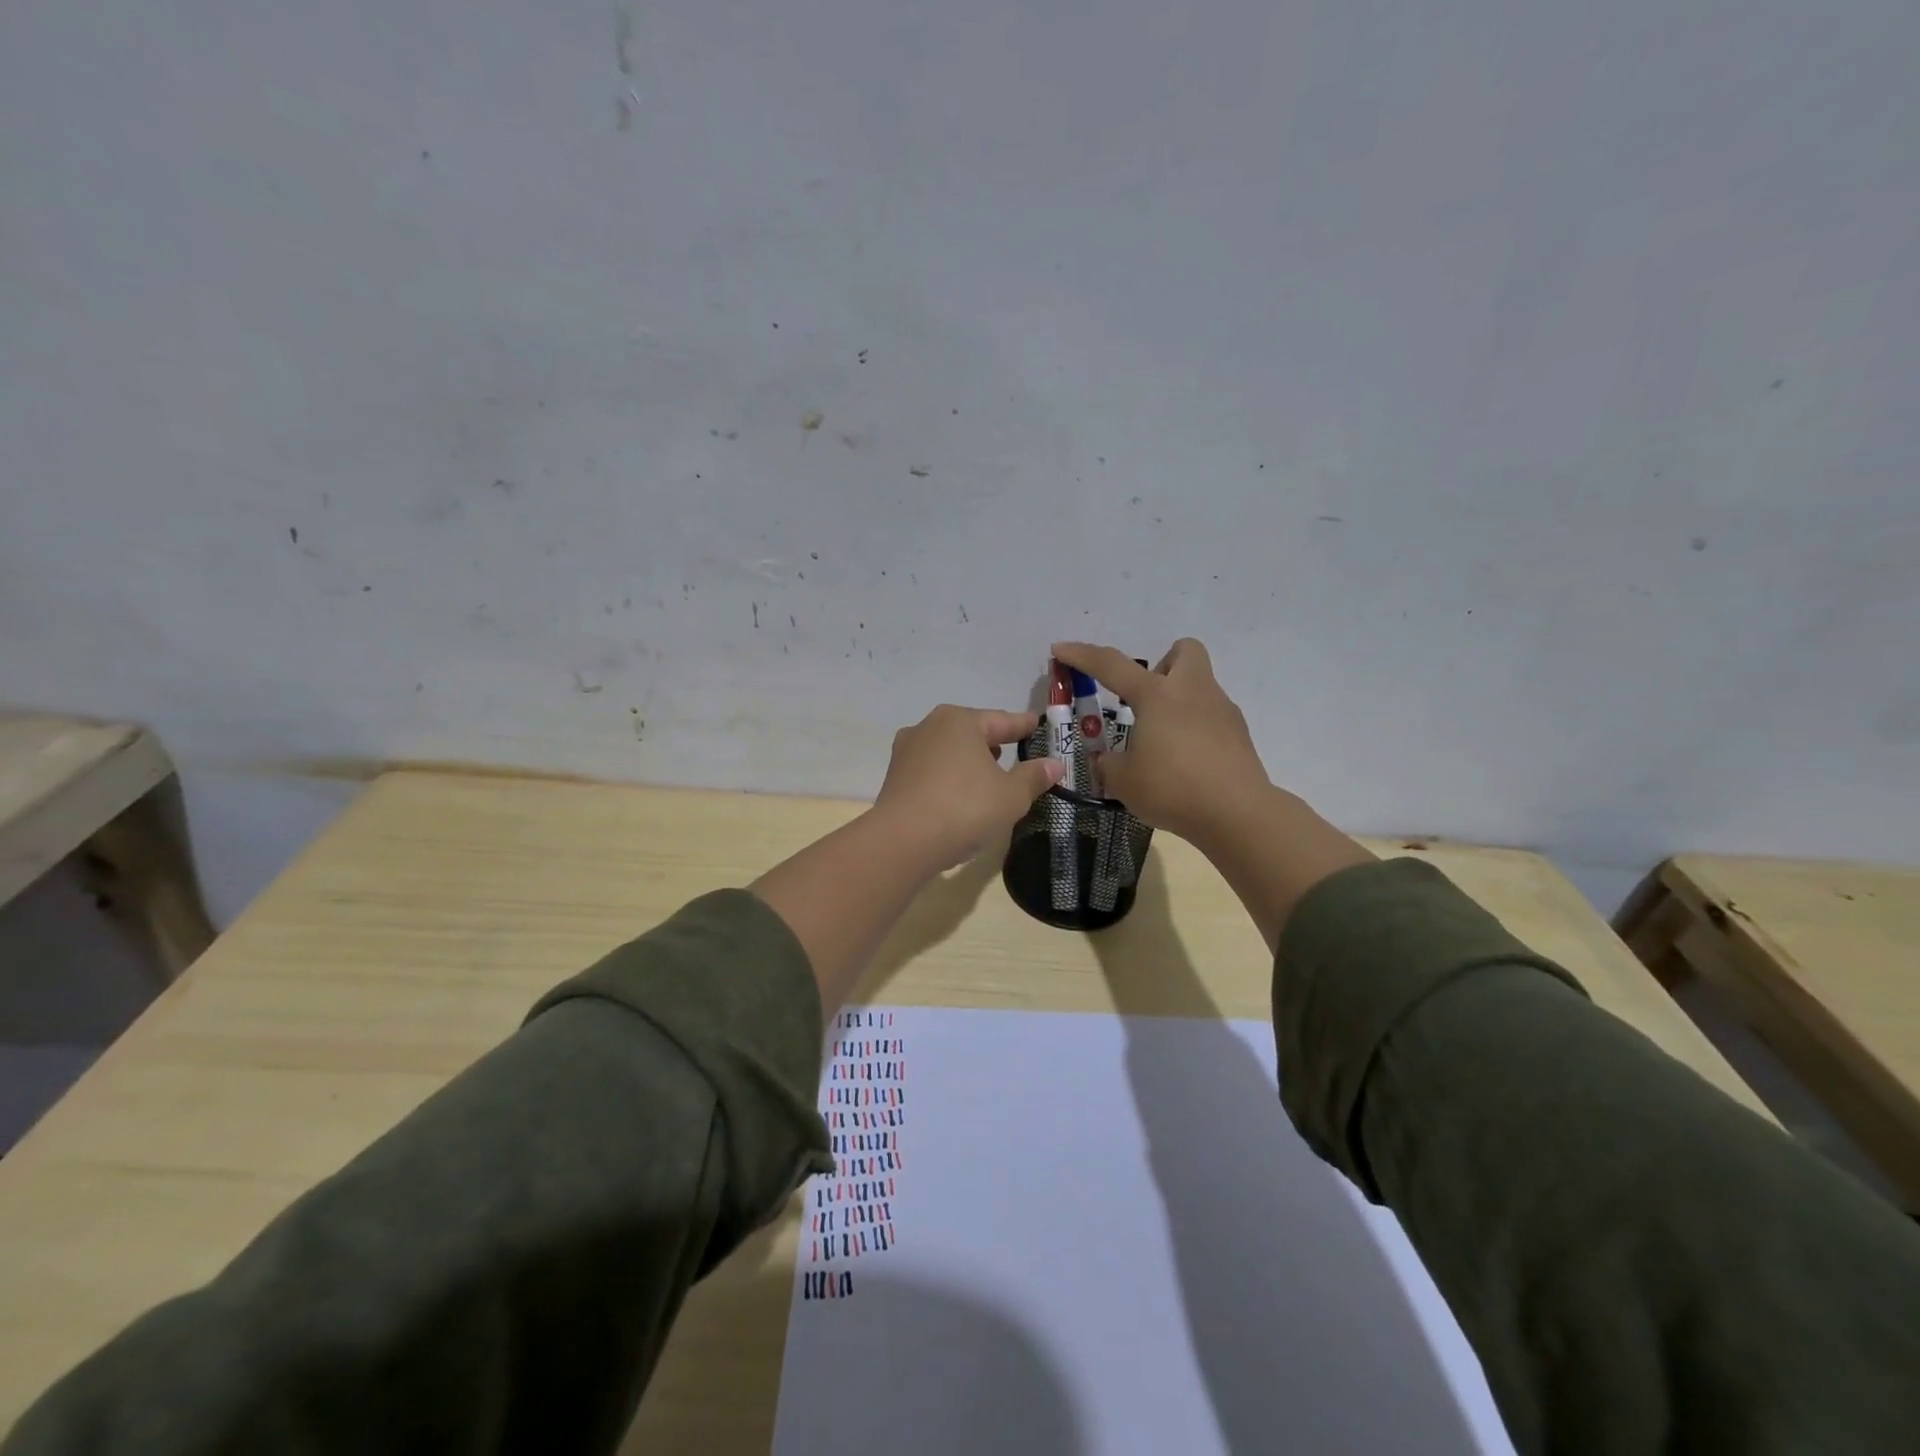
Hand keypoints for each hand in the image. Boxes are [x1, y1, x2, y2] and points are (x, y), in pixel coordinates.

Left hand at [872, 705, 1064, 869]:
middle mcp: (929, 727)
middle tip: (1014, 753)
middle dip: (993, 743)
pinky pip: (932, 772)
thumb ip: (1033, 777)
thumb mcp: (1011, 795)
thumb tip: (1054, 764)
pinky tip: (960, 795)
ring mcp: (907, 752)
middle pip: (971, 732)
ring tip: (988, 776)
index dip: (1023, 726)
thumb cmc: (964, 808)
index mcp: (960, 721)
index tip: (1036, 724)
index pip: (1002, 720)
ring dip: (969, 761)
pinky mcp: (895, 778)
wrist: (902, 842)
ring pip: (948, 751)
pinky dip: (950, 778)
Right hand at [1051, 639, 1270, 847]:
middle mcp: (1192, 691)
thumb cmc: (1172, 788)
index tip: (1060, 649)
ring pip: (1199, 686)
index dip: (1082, 655)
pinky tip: (1186, 762)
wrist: (1237, 813)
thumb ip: (1109, 763)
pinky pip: (1211, 718)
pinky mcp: (1239, 735)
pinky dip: (1195, 730)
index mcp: (1157, 695)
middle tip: (1145, 700)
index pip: (1112, 665)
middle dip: (1162, 666)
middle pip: (1184, 651)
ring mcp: (1222, 710)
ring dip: (1178, 702)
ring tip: (1162, 742)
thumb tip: (1109, 760)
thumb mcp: (1123, 780)